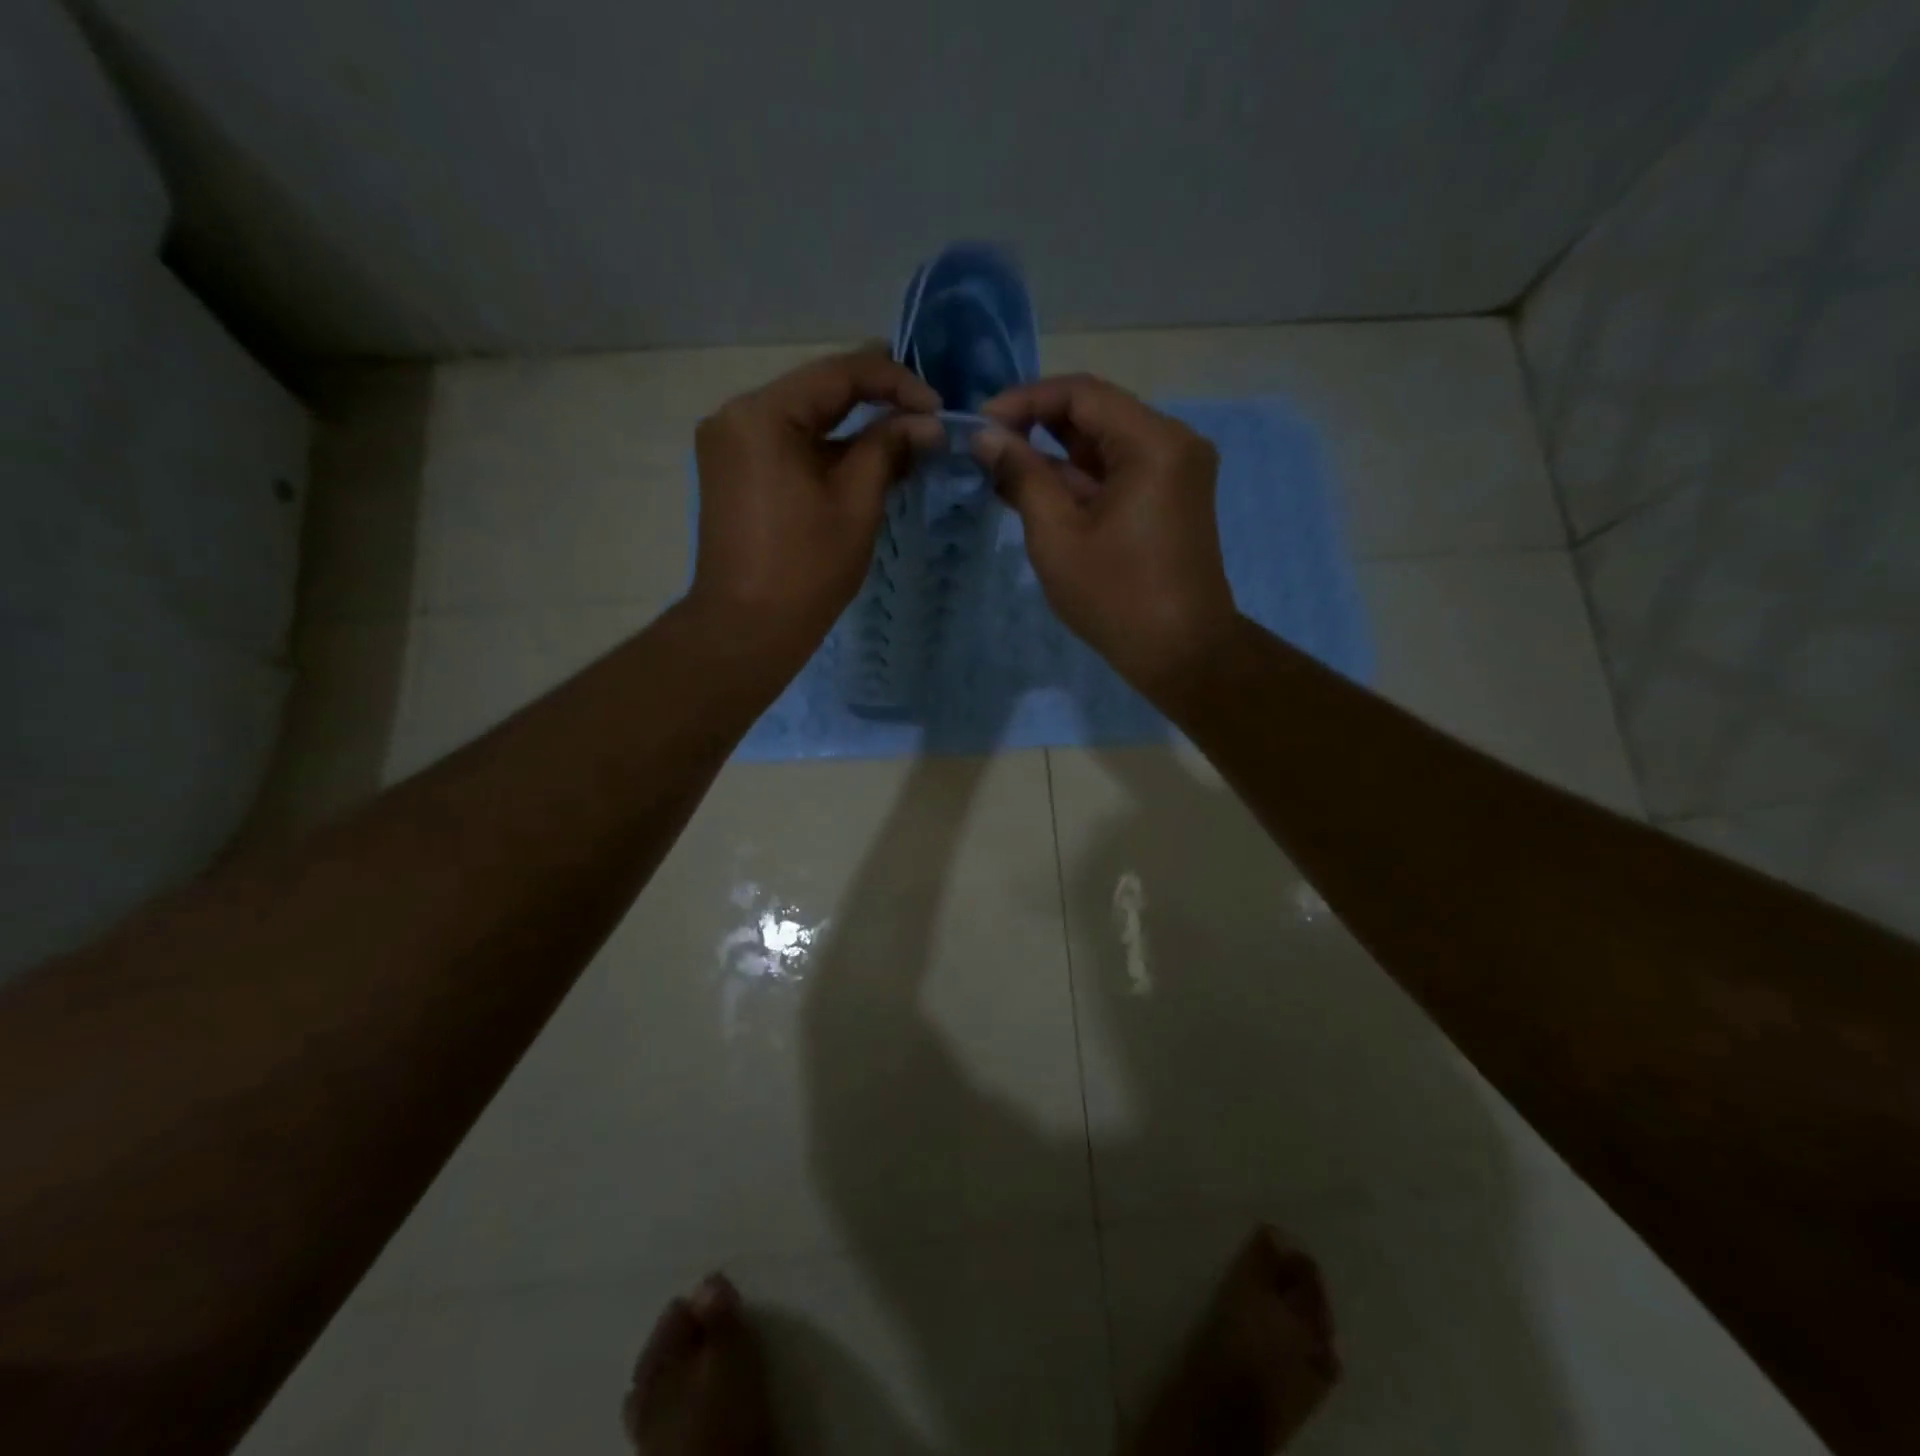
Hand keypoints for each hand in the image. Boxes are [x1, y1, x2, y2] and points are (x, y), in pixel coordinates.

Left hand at [689, 345, 940, 674]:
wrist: (747, 628)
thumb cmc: (806, 569)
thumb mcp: (856, 503)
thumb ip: (890, 449)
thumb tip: (927, 423)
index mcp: (763, 414)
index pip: (839, 373)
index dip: (896, 382)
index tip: (938, 407)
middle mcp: (736, 415)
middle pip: (817, 390)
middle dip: (874, 400)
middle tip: (925, 413)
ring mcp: (729, 444)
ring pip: (803, 417)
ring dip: (851, 426)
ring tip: (903, 437)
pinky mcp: (732, 471)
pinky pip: (786, 443)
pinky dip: (825, 448)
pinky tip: (862, 460)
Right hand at [975, 374, 1237, 699]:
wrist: (1181, 652)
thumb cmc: (1116, 596)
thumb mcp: (1057, 535)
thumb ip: (1021, 476)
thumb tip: (986, 437)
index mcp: (1154, 442)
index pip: (1082, 393)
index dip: (1025, 401)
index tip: (982, 426)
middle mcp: (1174, 443)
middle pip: (1097, 414)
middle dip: (1038, 427)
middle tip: (989, 451)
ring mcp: (1176, 472)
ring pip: (1106, 444)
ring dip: (1057, 456)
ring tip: (1004, 475)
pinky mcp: (1171, 498)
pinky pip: (1120, 472)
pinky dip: (1081, 480)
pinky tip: (1039, 494)